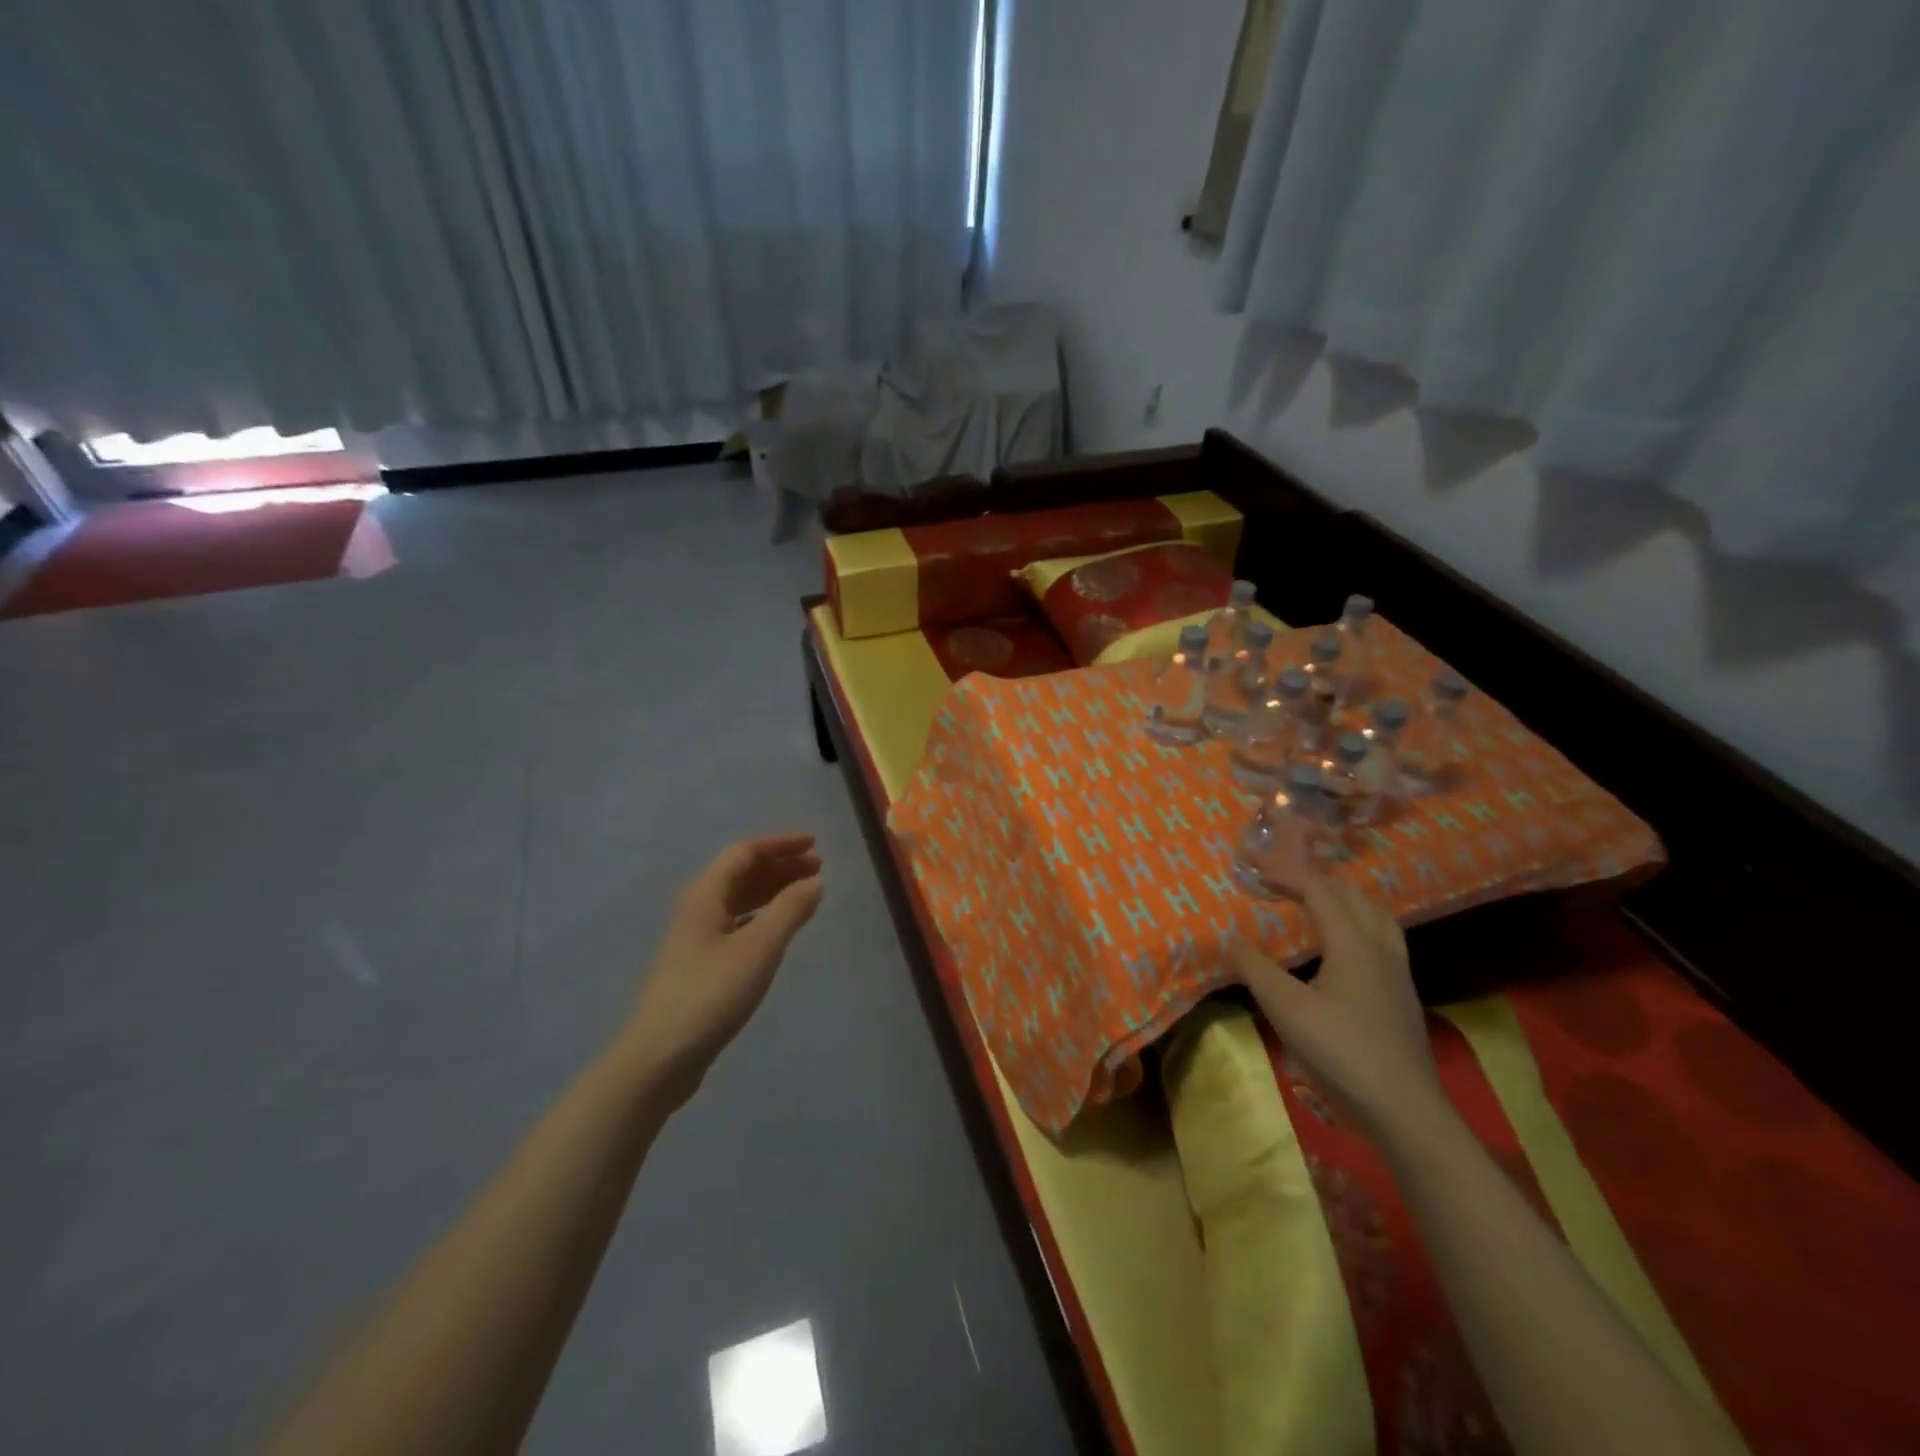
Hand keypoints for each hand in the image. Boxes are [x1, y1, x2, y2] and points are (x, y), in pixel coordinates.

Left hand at [620, 834, 823, 1107]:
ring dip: (772, 890)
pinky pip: (737, 923)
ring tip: (806, 894)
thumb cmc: (711, 993)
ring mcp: (696, 937)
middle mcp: (698, 907)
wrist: (660, 1057)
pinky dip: (762, 916)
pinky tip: (779, 929)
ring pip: (739, 899)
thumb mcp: (759, 948)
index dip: (780, 844)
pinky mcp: (700, 964)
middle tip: (817, 869)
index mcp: (706, 894)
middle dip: (780, 866)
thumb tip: (814, 882)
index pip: (745, 852)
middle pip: (741, 873)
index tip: (814, 845)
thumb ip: (789, 910)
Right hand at [1227, 868, 1443, 1143]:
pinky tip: (1342, 950)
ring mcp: (1397, 973)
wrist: (1404, 1109)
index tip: (1256, 870)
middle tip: (1281, 882)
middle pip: (1352, 896)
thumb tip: (1232, 940)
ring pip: (1374, 917)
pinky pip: (1381, 940)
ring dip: (1342, 901)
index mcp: (1353, 942)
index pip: (1319, 891)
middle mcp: (1380, 948)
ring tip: (1315, 904)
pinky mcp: (1401, 996)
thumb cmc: (1340, 1051)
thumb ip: (1255, 968)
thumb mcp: (1285, 1008)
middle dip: (1315, 881)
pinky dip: (1357, 926)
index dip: (1287, 874)